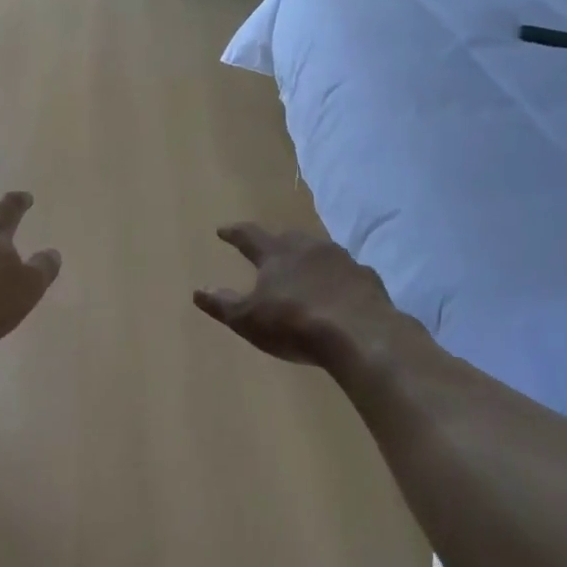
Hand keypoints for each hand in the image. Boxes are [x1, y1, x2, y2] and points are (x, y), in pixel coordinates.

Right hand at [194, 224, 403, 370]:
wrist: (361, 335)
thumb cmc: (294, 324)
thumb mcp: (248, 319)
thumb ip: (222, 303)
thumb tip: (198, 290)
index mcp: (277, 254)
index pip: (249, 236)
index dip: (234, 233)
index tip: (222, 230)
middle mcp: (309, 248)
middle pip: (289, 238)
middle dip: (277, 242)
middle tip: (270, 249)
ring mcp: (343, 261)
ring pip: (321, 252)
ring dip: (310, 259)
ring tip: (306, 271)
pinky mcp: (368, 279)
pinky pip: (348, 273)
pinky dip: (339, 279)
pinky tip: (340, 293)